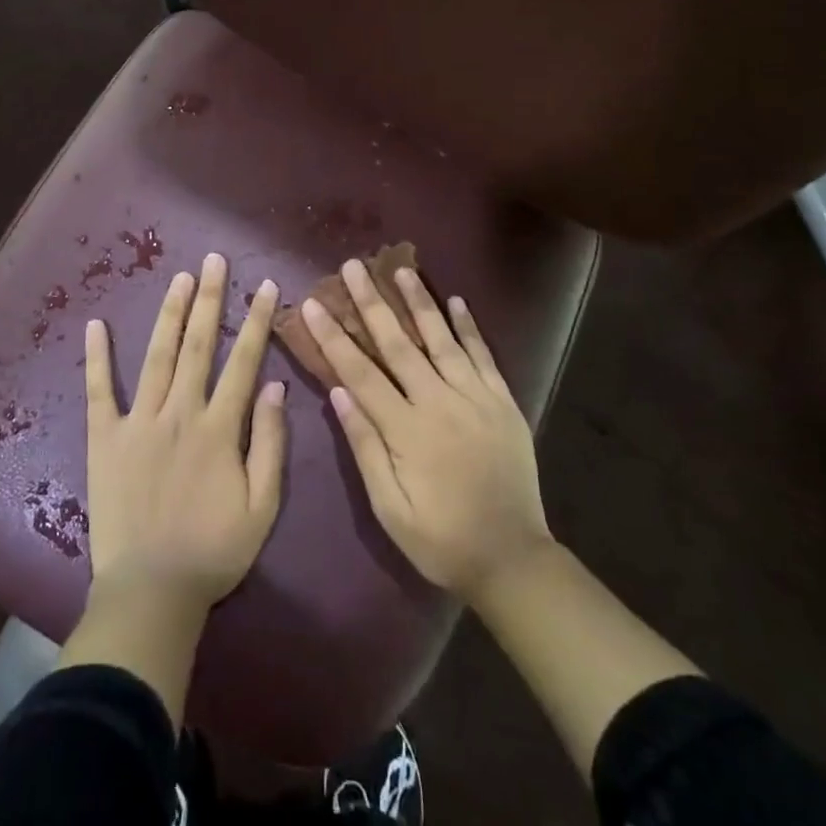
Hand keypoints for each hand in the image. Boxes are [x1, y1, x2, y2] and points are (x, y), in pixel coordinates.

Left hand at [83, 254, 287, 619]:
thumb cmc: (213, 551)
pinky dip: (96, 357)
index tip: (267, 286)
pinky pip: (99, 391)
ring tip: (180, 278)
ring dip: (170, 314)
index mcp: (220, 427)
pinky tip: (95, 325)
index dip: (258, 321)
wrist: (151, 591)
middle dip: (210, 299)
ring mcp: (139, 421)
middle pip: (198, 344)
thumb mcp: (263, 507)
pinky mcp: (105, 438)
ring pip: (158, 356)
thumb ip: (272, 444)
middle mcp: (180, 412)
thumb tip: (276, 388)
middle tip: (214, 260)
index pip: (244, 361)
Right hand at [305, 262, 553, 603]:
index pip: (360, 372)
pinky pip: (484, 356)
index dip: (334, 337)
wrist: (512, 559)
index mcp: (407, 430)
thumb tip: (338, 392)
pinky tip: (457, 301)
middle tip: (353, 267)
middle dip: (372, 303)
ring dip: (420, 301)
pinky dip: (469, 327)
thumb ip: (365, 447)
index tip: (313, 304)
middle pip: (399, 343)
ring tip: (401, 268)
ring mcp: (476, 398)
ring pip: (442, 339)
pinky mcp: (503, 402)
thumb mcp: (390, 508)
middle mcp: (440, 403)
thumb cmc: (441, 540)